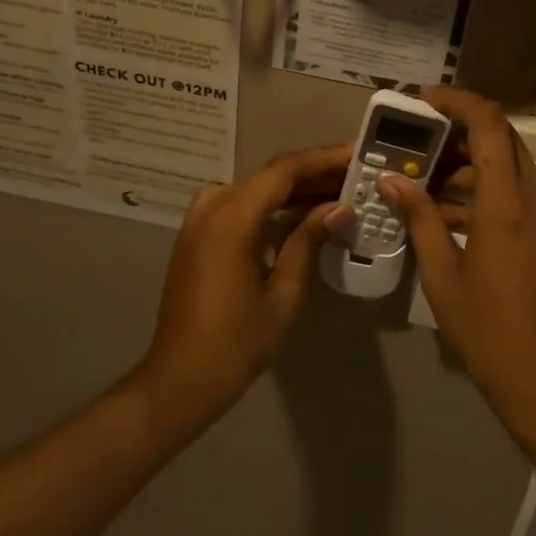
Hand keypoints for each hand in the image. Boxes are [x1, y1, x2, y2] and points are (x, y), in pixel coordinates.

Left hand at [133, 145, 354, 430]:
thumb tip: (340, 208)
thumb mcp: (283, 293)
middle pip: (269, 176)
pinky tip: (298, 216)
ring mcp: (199, 221)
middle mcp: (211, 208)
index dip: (322, 159)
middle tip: (354, 176)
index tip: (356, 155)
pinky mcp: (197, 236)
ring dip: (293, 188)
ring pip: (254, 188)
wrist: (179, 380)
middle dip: (313, 173)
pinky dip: (270, 204)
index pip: (283, 171)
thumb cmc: (235, 343)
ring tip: (335, 193)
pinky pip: (238, 205)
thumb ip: (308, 242)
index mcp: (231, 219)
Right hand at [377, 87, 535, 435]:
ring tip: (423, 183)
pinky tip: (449, 215)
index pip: (489, 124)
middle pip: (502, 139)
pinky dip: (485, 190)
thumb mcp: (442, 275)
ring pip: (509, 166)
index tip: (422, 99)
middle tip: (416, 142)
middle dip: (459, 131)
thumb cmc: (489, 331)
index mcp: (507, 203)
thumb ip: (419, 218)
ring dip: (470, 164)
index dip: (457, 101)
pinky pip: (517, 194)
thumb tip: (391, 180)